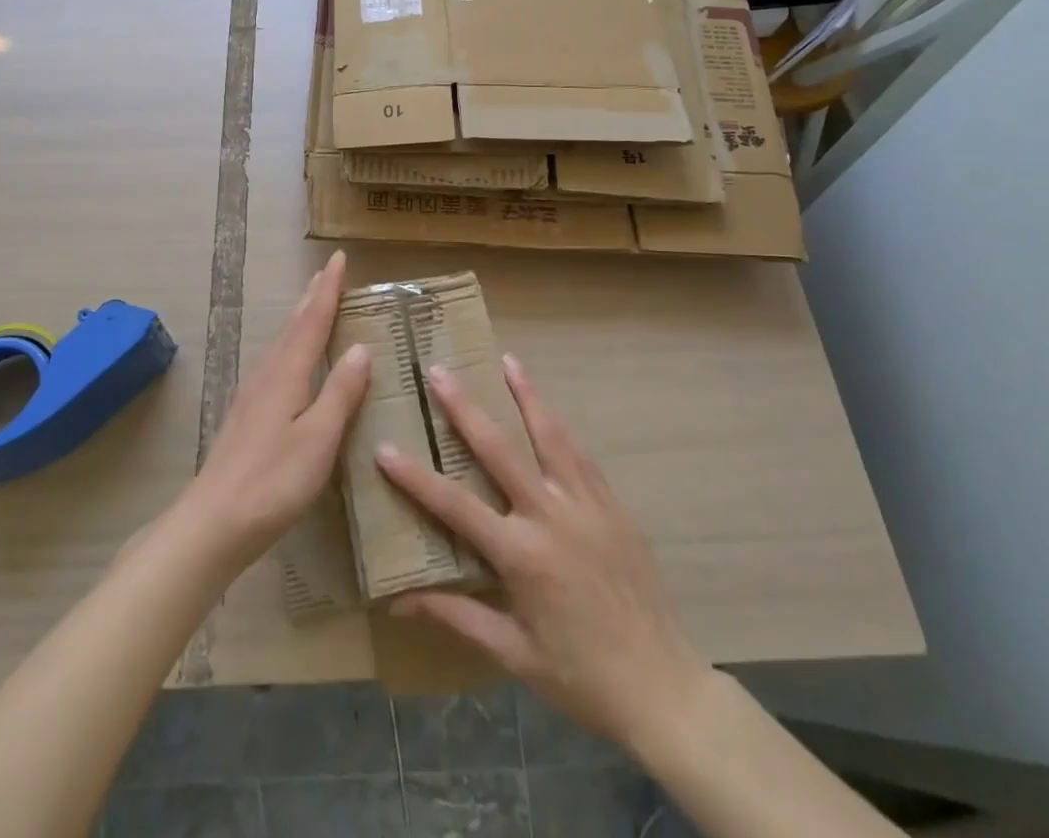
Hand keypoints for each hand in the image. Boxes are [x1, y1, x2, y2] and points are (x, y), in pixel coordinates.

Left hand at [183, 250, 371, 569]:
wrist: (213, 523)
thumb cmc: (273, 482)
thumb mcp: (318, 438)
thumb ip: (340, 392)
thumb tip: (360, 347)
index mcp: (287, 374)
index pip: (312, 321)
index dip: (328, 290)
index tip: (338, 258)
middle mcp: (267, 375)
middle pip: (293, 326)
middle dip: (312, 297)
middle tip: (326, 272)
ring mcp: (252, 395)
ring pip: (280, 343)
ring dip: (299, 319)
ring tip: (312, 304)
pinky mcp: (246, 415)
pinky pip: (274, 362)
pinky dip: (289, 345)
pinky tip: (289, 361)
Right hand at [375, 355, 711, 756]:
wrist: (663, 688)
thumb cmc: (580, 677)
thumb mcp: (513, 654)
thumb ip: (457, 617)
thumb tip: (399, 601)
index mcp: (522, 555)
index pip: (456, 506)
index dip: (416, 478)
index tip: (385, 448)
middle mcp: (552, 517)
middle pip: (500, 450)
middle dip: (465, 408)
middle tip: (439, 372)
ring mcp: (587, 505)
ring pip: (550, 436)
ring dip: (527, 396)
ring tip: (509, 360)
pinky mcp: (614, 506)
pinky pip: (581, 456)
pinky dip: (561, 427)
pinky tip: (549, 408)